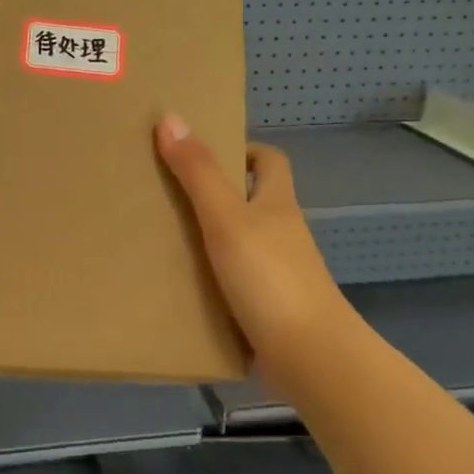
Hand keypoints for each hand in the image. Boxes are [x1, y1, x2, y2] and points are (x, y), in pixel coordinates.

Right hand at [154, 113, 354, 379]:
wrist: (310, 357)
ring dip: (210, 239)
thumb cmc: (270, 277)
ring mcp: (278, 274)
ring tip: (163, 238)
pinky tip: (180, 286)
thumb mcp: (226, 218)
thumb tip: (171, 117)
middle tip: (167, 194)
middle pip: (253, 201)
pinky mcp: (268, 309)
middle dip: (215, 195)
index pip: (270, 161)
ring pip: (241, 244)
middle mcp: (281, 234)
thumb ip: (198, 172)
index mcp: (278, 204)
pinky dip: (211, 280)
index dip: (243, 150)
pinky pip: (235, 284)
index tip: (203, 153)